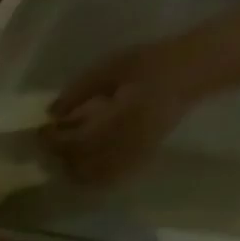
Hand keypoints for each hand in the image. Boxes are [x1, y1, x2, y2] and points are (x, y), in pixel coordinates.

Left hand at [43, 41, 204, 184]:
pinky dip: (90, 174)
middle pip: (75, 164)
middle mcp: (120, 145)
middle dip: (60, 153)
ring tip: (71, 147)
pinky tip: (88, 159)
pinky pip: (106, 178)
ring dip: (72, 166)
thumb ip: (80, 91)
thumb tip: (51, 112)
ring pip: (88, 176)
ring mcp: (130, 156)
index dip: (51, 139)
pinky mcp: (138, 159)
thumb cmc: (155, 62)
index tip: (42, 129)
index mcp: (114, 122)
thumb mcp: (114, 67)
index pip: (70, 142)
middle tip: (56, 137)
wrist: (197, 68)